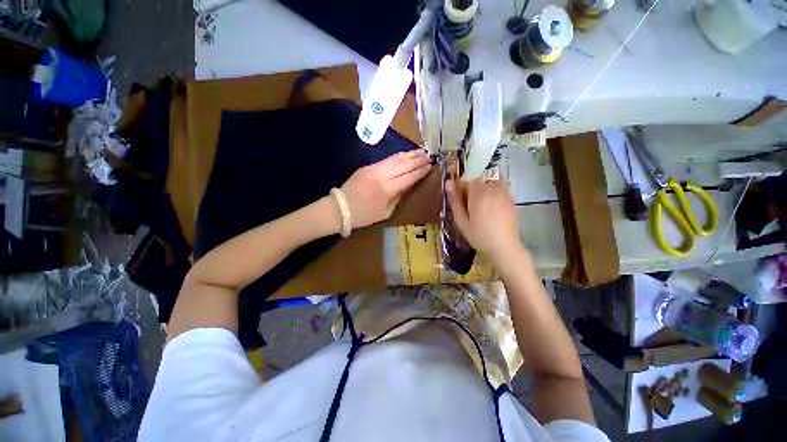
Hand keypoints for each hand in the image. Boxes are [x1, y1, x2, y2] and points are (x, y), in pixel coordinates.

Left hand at [341, 150, 431, 228]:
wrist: (340, 208)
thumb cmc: (364, 215)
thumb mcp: (385, 212)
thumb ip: (398, 197)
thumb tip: (407, 185)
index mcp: (387, 189)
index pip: (409, 177)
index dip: (420, 171)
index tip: (431, 166)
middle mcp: (382, 175)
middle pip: (404, 164)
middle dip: (417, 159)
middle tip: (429, 155)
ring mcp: (373, 168)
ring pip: (395, 158)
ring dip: (409, 154)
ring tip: (421, 151)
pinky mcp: (367, 166)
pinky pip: (386, 160)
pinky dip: (398, 156)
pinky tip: (404, 155)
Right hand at [445, 179, 520, 263]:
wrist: (504, 247)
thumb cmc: (479, 236)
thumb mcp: (461, 221)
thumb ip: (455, 201)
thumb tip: (448, 183)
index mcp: (478, 194)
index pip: (469, 180)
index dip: (462, 187)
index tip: (460, 199)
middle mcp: (492, 190)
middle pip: (480, 182)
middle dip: (473, 190)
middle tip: (470, 206)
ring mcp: (505, 194)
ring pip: (492, 184)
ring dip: (485, 190)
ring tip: (482, 205)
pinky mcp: (512, 201)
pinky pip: (502, 190)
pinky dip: (496, 194)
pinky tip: (493, 209)